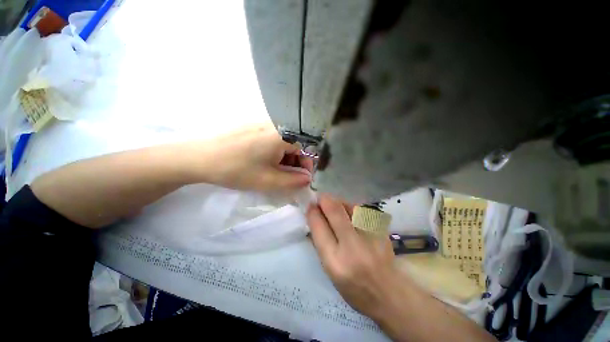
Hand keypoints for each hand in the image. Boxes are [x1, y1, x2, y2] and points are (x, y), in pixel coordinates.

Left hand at [192, 123, 313, 191]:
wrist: (200, 158)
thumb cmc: (237, 170)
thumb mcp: (269, 181)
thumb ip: (293, 181)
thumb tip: (307, 179)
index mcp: (283, 134)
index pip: (307, 148)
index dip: (307, 165)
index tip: (300, 178)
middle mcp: (276, 124)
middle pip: (296, 143)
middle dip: (295, 162)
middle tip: (286, 177)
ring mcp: (263, 123)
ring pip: (284, 141)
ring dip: (285, 157)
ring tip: (273, 171)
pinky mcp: (253, 125)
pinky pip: (273, 138)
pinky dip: (275, 151)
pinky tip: (263, 161)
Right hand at [306, 194, 399, 318]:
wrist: (389, 294)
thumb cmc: (353, 288)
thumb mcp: (329, 271)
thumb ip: (320, 243)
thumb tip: (314, 218)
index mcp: (335, 261)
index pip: (319, 227)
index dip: (312, 212)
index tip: (310, 205)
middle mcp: (352, 246)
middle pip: (335, 211)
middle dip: (324, 199)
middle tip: (320, 198)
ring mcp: (370, 237)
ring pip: (350, 206)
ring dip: (339, 202)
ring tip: (335, 206)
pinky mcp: (382, 231)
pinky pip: (363, 210)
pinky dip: (353, 208)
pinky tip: (351, 213)